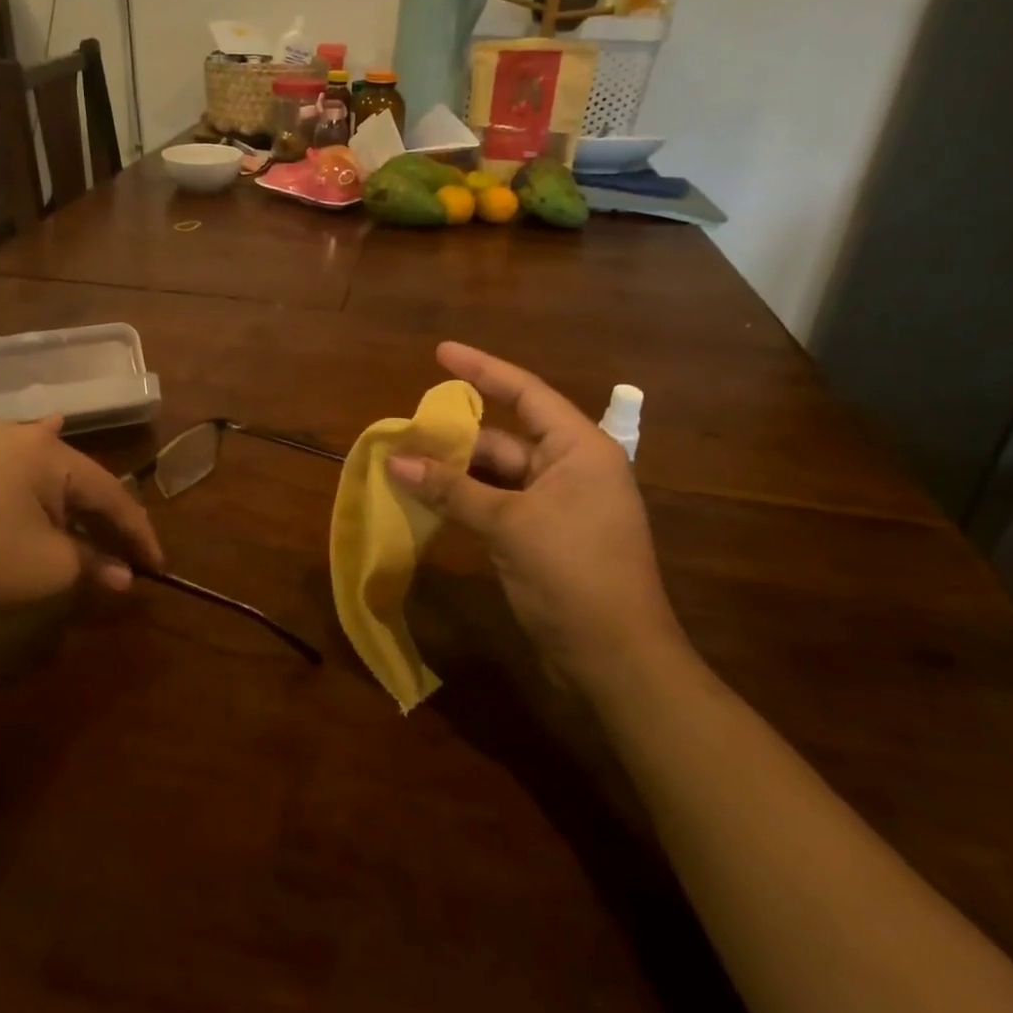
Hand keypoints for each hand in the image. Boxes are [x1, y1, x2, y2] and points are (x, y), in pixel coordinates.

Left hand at [0, 418, 162, 644]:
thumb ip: (96, 563)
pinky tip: (53, 451)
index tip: (158, 565)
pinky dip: (44, 480)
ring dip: (78, 504)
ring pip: (52, 474)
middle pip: (82, 480)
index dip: (138, 532)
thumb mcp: (54, 566)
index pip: (111, 493)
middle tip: (132, 553)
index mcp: (48, 451)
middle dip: (107, 518)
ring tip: (106, 523)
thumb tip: (126, 577)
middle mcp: (20, 436)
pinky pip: (21, 470)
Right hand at [386, 342, 680, 690]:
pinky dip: (464, 502)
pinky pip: (496, 505)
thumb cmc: (574, 575)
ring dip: (454, 473)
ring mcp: (558, 505)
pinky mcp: (544, 537)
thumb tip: (396, 461)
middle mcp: (571, 468)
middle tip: (405, 430)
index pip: (525, 392)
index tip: (440, 351)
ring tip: (404, 464)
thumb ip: (452, 489)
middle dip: (455, 436)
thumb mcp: (509, 525)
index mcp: (579, 449)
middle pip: (504, 437)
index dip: (482, 368)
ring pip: (496, 474)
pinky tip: (427, 501)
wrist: (616, 660)